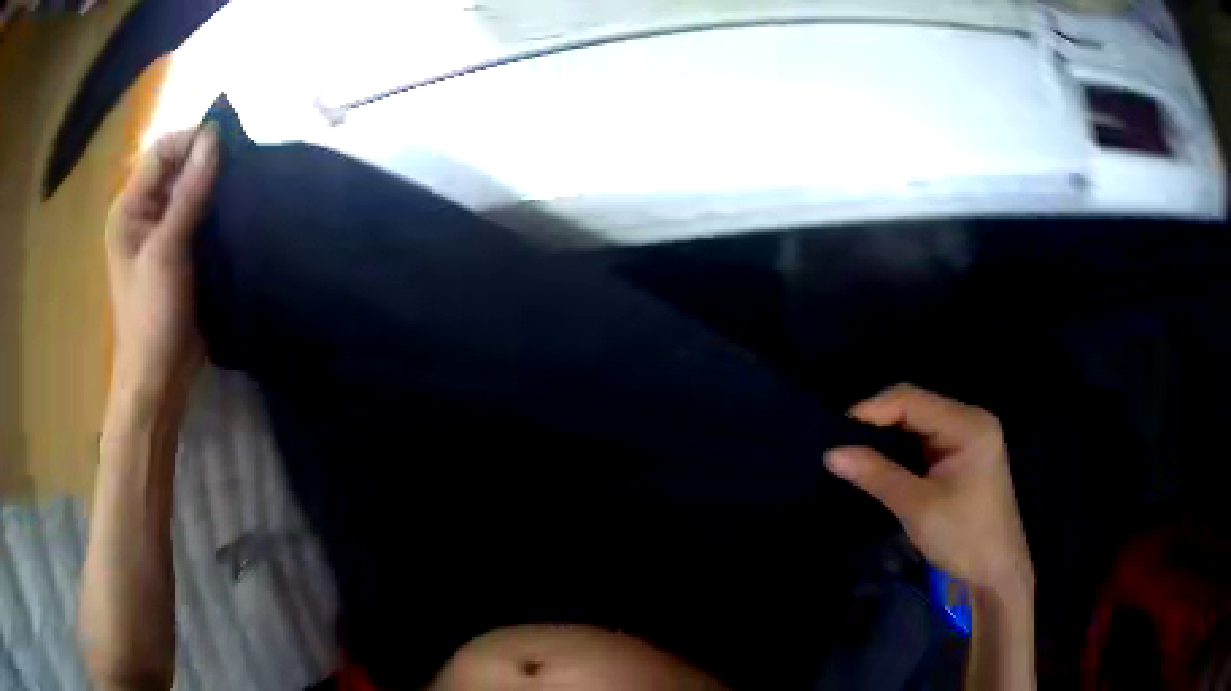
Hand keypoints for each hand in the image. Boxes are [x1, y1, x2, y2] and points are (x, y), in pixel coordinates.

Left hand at [106, 126, 217, 408]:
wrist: (159, 378)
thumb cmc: (151, 316)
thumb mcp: (167, 251)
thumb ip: (189, 193)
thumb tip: (214, 138)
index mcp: (129, 208)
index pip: (162, 153)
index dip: (192, 142)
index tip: (228, 145)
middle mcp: (144, 213)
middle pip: (177, 168)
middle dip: (206, 163)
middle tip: (241, 166)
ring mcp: (162, 234)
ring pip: (191, 191)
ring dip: (215, 187)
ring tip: (244, 186)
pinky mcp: (181, 252)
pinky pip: (200, 216)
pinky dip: (217, 210)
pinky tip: (237, 211)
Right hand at [825, 384, 1032, 593]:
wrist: (996, 571)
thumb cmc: (964, 536)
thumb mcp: (918, 507)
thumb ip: (877, 475)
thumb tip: (830, 454)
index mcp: (968, 424)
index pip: (912, 399)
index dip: (872, 409)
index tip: (836, 432)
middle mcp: (969, 420)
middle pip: (915, 405)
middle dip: (877, 421)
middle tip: (840, 442)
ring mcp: (967, 436)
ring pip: (917, 422)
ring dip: (886, 435)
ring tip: (851, 449)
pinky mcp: (960, 454)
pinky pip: (923, 440)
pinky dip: (899, 448)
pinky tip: (878, 459)